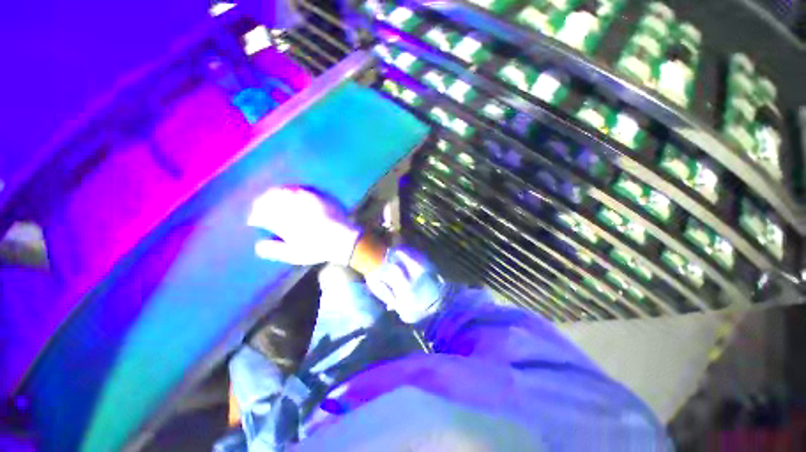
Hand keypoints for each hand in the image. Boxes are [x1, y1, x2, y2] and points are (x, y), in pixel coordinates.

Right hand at [247, 186, 359, 265]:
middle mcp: (292, 203)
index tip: (254, 221)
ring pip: (285, 189)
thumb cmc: (317, 248)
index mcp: (282, 217)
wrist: (344, 238)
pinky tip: (296, 194)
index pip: (260, 212)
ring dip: (277, 194)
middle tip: (262, 208)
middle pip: (271, 197)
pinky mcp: (320, 193)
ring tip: (276, 199)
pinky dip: (295, 190)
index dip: (255, 216)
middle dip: (263, 202)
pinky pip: (303, 187)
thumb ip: (273, 250)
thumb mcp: (293, 254)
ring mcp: (307, 196)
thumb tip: (258, 245)